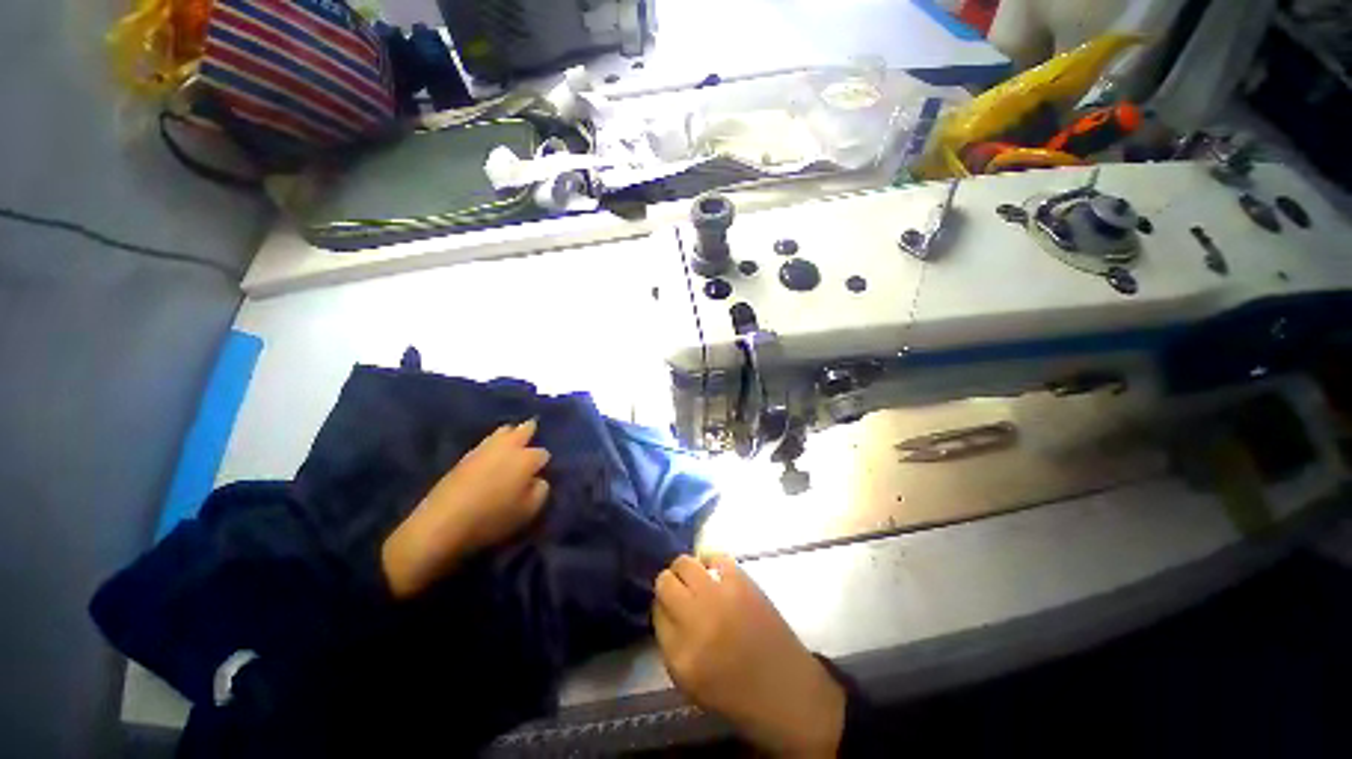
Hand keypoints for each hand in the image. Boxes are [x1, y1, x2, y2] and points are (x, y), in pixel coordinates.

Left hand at [382, 420, 550, 598]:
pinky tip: (493, 452)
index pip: (543, 454)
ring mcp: (484, 448)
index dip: (544, 463)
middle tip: (534, 432)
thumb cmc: (492, 518)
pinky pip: (486, 442)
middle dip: (530, 430)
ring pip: (503, 431)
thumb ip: (541, 491)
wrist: (442, 522)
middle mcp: (508, 447)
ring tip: (513, 439)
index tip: (541, 472)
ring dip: (511, 433)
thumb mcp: (529, 511)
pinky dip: (493, 442)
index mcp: (526, 459)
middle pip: (523, 430)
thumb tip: (539, 479)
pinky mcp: (464, 456)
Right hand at [653, 554, 844, 756]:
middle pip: (665, 582)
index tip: (668, 608)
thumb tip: (663, 606)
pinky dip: (710, 561)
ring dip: (685, 570)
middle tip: (679, 591)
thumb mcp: (688, 681)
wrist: (785, 688)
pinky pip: (715, 557)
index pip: (655, 611)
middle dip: (668, 584)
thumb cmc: (734, 691)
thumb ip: (669, 641)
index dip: (661, 606)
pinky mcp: (742, 581)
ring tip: (695, 580)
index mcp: (680, 654)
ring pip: (685, 563)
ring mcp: (720, 596)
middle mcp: (696, 620)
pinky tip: (714, 573)